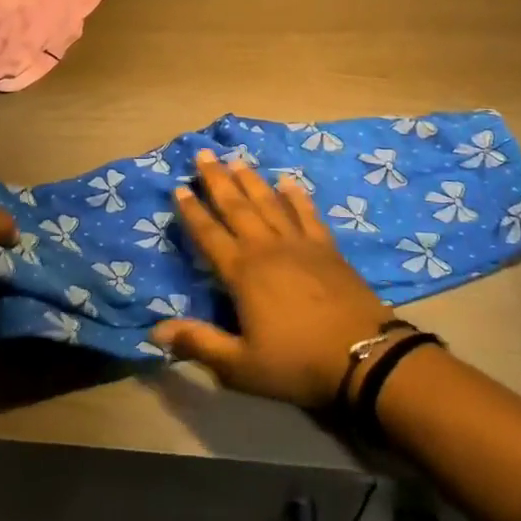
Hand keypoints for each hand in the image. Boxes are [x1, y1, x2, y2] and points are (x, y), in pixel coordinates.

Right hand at [150, 152, 393, 408]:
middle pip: (237, 207)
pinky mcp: (327, 248)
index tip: (179, 187)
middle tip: (204, 154)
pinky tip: (288, 182)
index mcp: (242, 273)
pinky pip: (307, 214)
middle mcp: (266, 248)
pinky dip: (296, 197)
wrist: (364, 356)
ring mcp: (299, 244)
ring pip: (269, 203)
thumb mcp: (241, 366)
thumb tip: (156, 330)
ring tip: (237, 160)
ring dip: (251, 181)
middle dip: (217, 180)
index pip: (209, 235)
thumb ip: (199, 343)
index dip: (192, 212)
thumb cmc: (297, 362)